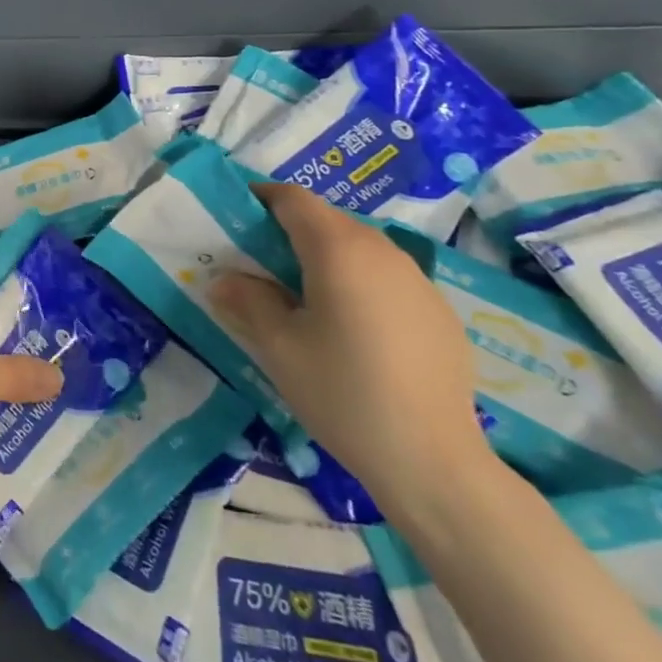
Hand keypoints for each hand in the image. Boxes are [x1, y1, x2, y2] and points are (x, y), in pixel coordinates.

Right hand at [212, 183, 492, 515]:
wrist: (434, 463)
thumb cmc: (343, 394)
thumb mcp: (278, 347)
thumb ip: (247, 300)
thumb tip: (223, 279)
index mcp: (338, 249)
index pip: (293, 198)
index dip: (261, 198)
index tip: (235, 217)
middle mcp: (381, 250)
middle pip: (326, 219)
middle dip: (289, 229)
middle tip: (259, 264)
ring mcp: (417, 279)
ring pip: (358, 246)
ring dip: (325, 256)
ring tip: (304, 298)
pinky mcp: (438, 310)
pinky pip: (386, 276)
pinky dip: (358, 282)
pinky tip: (353, 330)